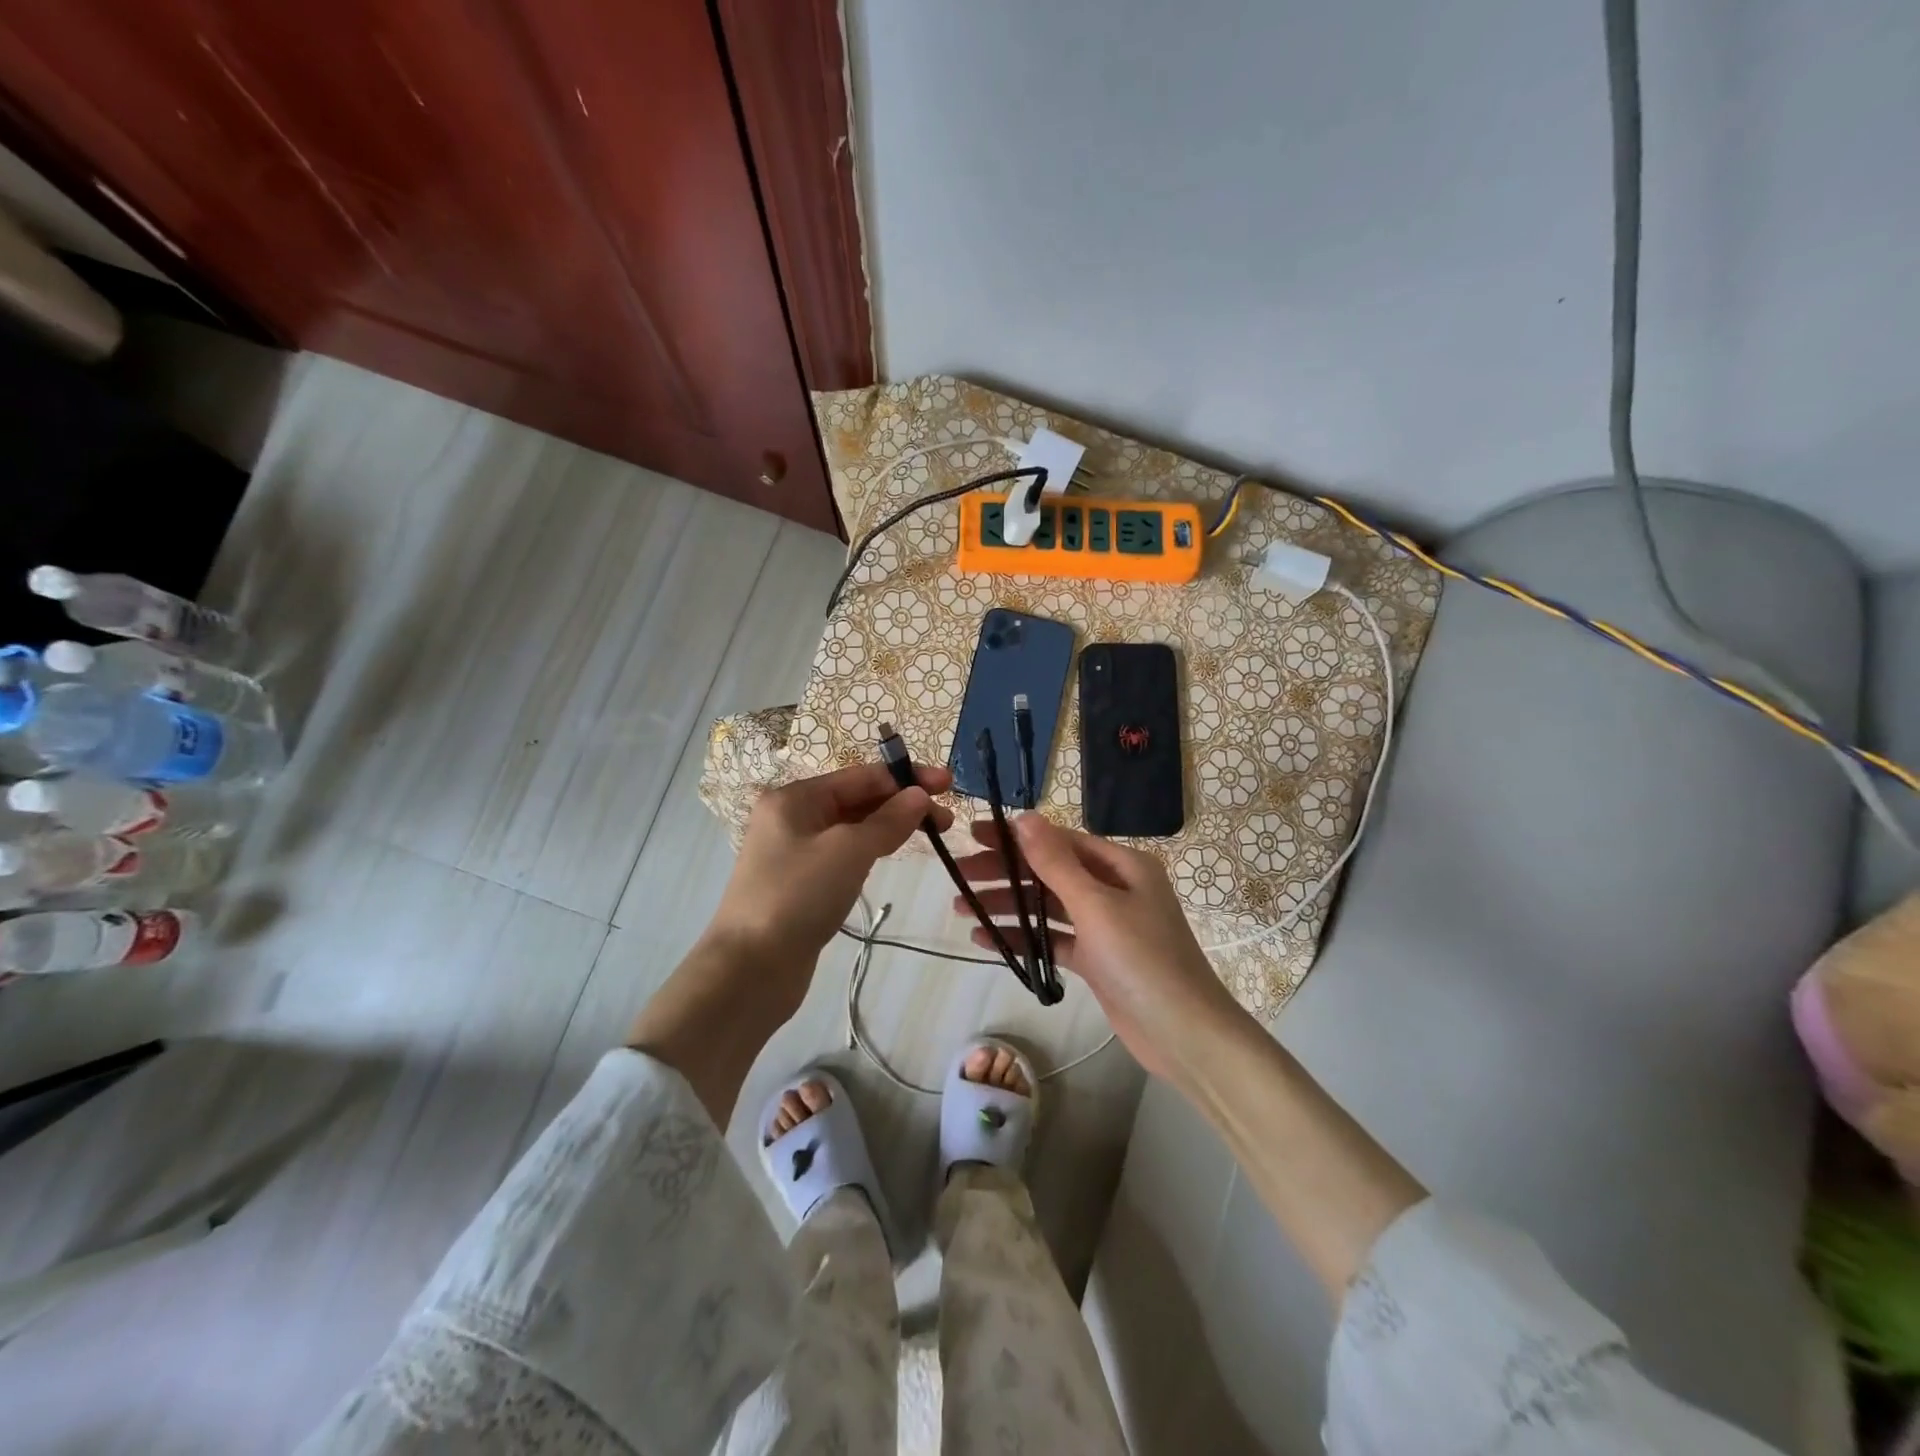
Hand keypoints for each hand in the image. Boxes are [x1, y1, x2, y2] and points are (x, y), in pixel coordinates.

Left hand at [713, 761, 952, 981]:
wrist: (750, 968)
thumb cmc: (798, 896)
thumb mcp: (849, 850)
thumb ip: (888, 820)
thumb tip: (919, 795)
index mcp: (795, 798)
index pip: (861, 776)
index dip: (906, 778)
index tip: (947, 784)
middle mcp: (792, 817)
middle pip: (856, 799)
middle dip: (902, 803)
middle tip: (946, 818)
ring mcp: (794, 852)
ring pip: (852, 828)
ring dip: (890, 826)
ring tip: (931, 834)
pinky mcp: (801, 883)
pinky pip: (844, 854)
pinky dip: (871, 849)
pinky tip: (892, 854)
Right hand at [953, 815, 1246, 1088]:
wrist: (1186, 1036)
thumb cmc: (1143, 961)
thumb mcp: (1096, 906)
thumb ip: (1056, 862)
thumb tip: (1025, 816)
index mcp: (1122, 865)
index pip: (1059, 840)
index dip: (1015, 837)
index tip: (974, 835)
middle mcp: (1114, 888)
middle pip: (1049, 872)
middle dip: (1004, 872)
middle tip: (958, 875)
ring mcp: (1106, 925)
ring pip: (1048, 906)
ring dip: (1008, 905)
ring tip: (961, 908)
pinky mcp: (1098, 959)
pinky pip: (1054, 938)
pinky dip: (1024, 937)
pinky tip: (985, 938)